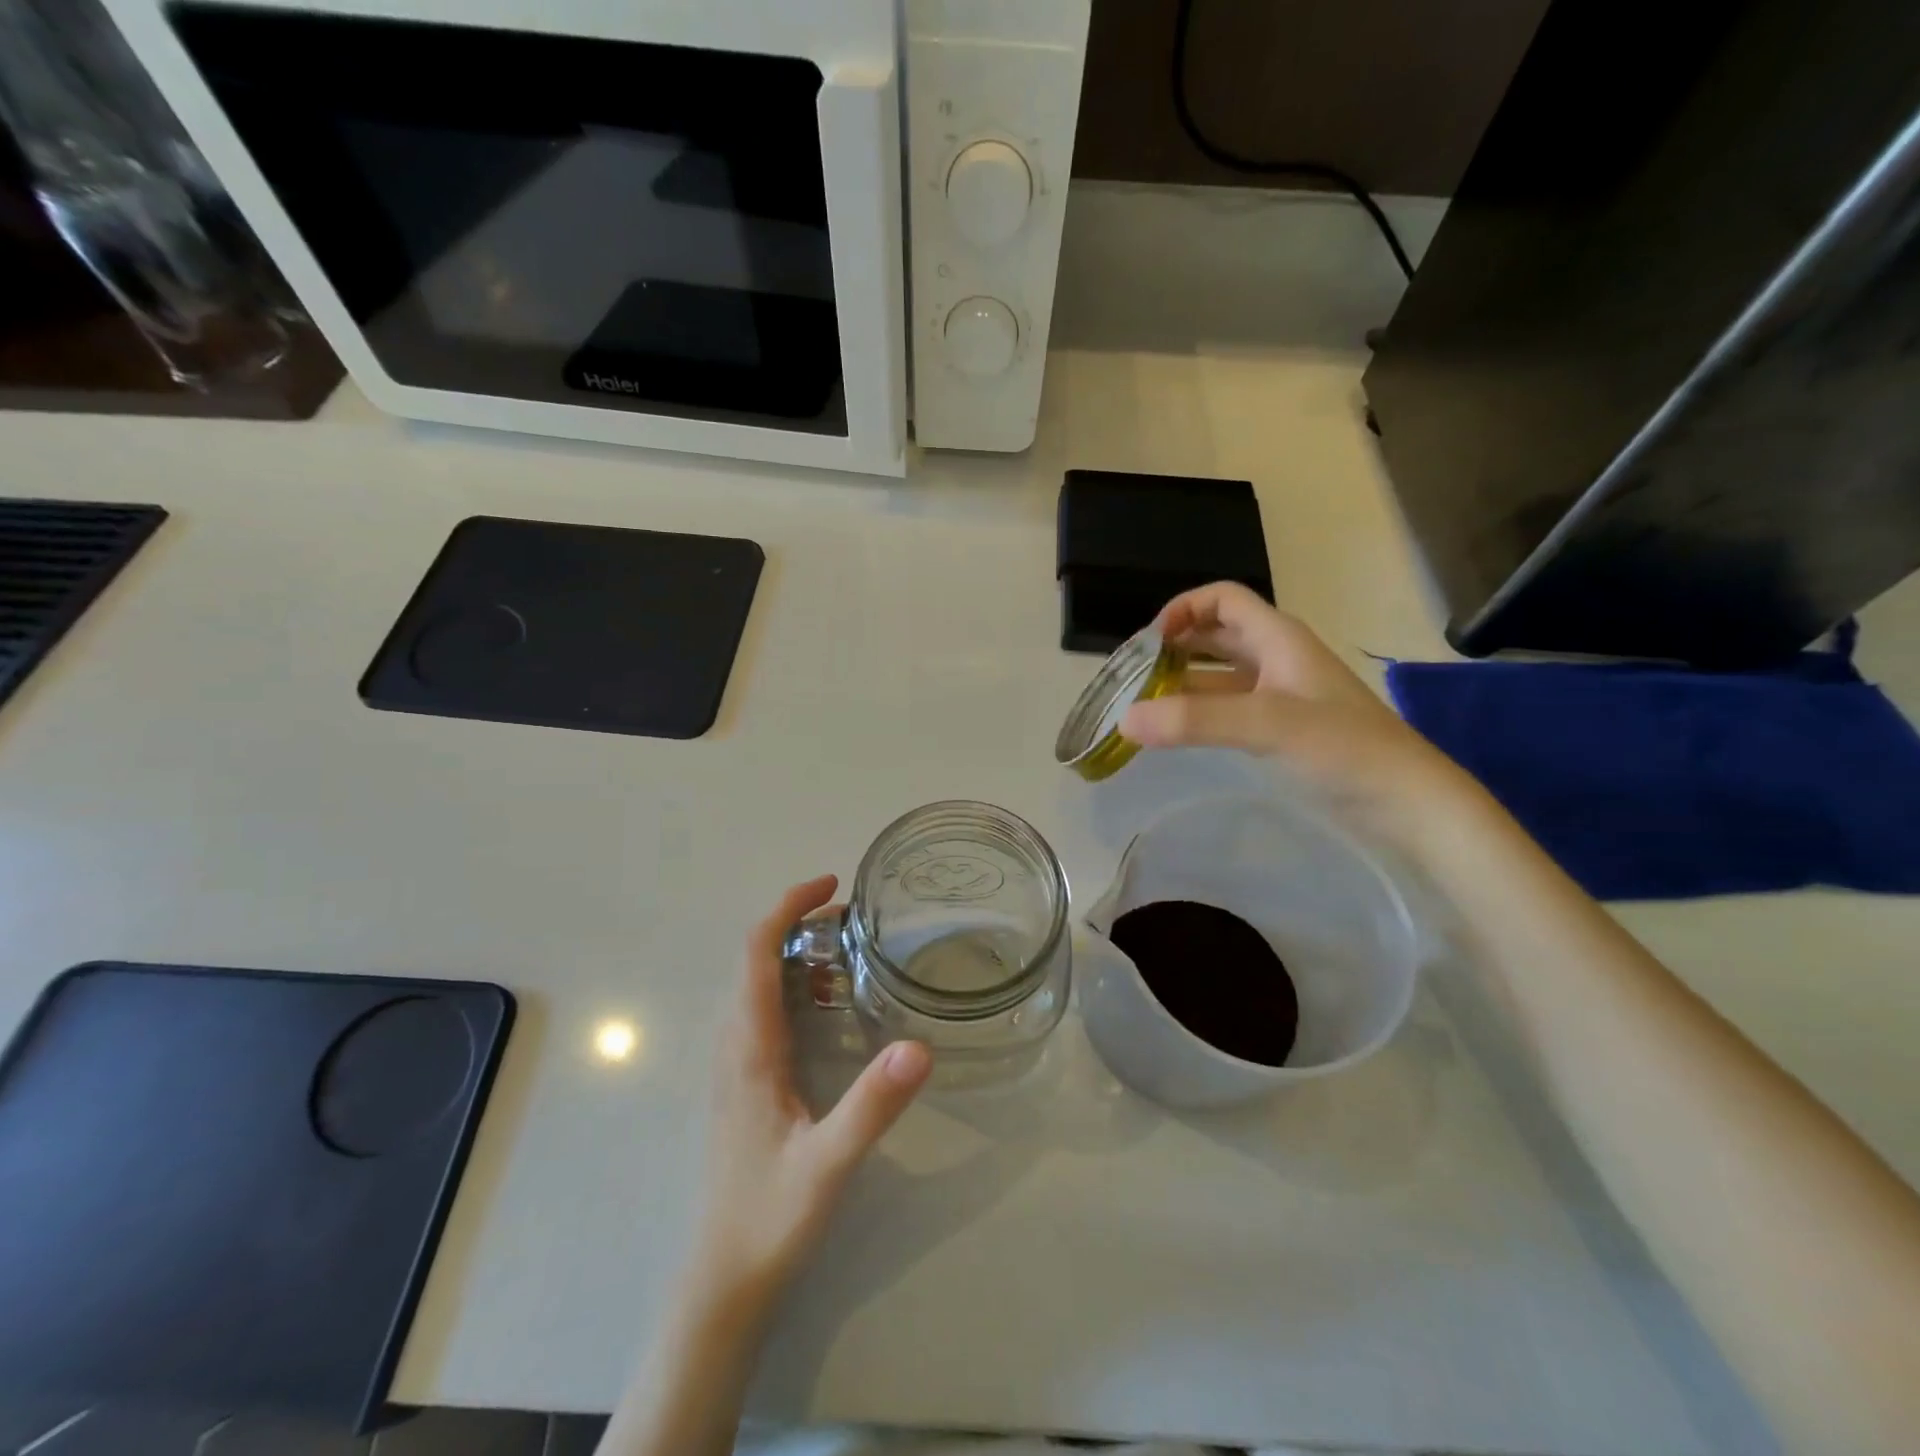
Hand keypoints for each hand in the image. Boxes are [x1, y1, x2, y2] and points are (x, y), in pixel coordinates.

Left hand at [691, 876, 931, 1303]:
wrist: (725, 1280)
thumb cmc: (771, 1217)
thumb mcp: (830, 1162)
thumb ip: (873, 1104)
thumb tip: (920, 1046)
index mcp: (750, 1048)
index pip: (757, 953)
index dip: (788, 907)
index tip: (831, 884)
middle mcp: (735, 1045)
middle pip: (757, 959)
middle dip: (799, 922)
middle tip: (857, 918)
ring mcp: (736, 1064)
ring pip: (760, 984)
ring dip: (798, 952)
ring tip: (851, 948)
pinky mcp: (746, 1082)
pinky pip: (765, 1010)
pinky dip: (796, 984)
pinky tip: (831, 1005)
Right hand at [1121, 582, 1473, 847]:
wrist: (1407, 803)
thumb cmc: (1343, 748)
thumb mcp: (1266, 725)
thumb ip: (1194, 720)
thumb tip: (1124, 720)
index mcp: (1279, 639)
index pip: (1224, 600)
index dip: (1184, 608)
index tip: (1147, 643)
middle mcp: (1277, 660)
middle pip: (1216, 637)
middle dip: (1174, 649)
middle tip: (1133, 677)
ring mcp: (1280, 698)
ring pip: (1219, 678)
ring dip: (1182, 686)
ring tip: (1143, 709)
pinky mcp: (1281, 732)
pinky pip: (1228, 711)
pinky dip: (1199, 716)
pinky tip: (1176, 735)